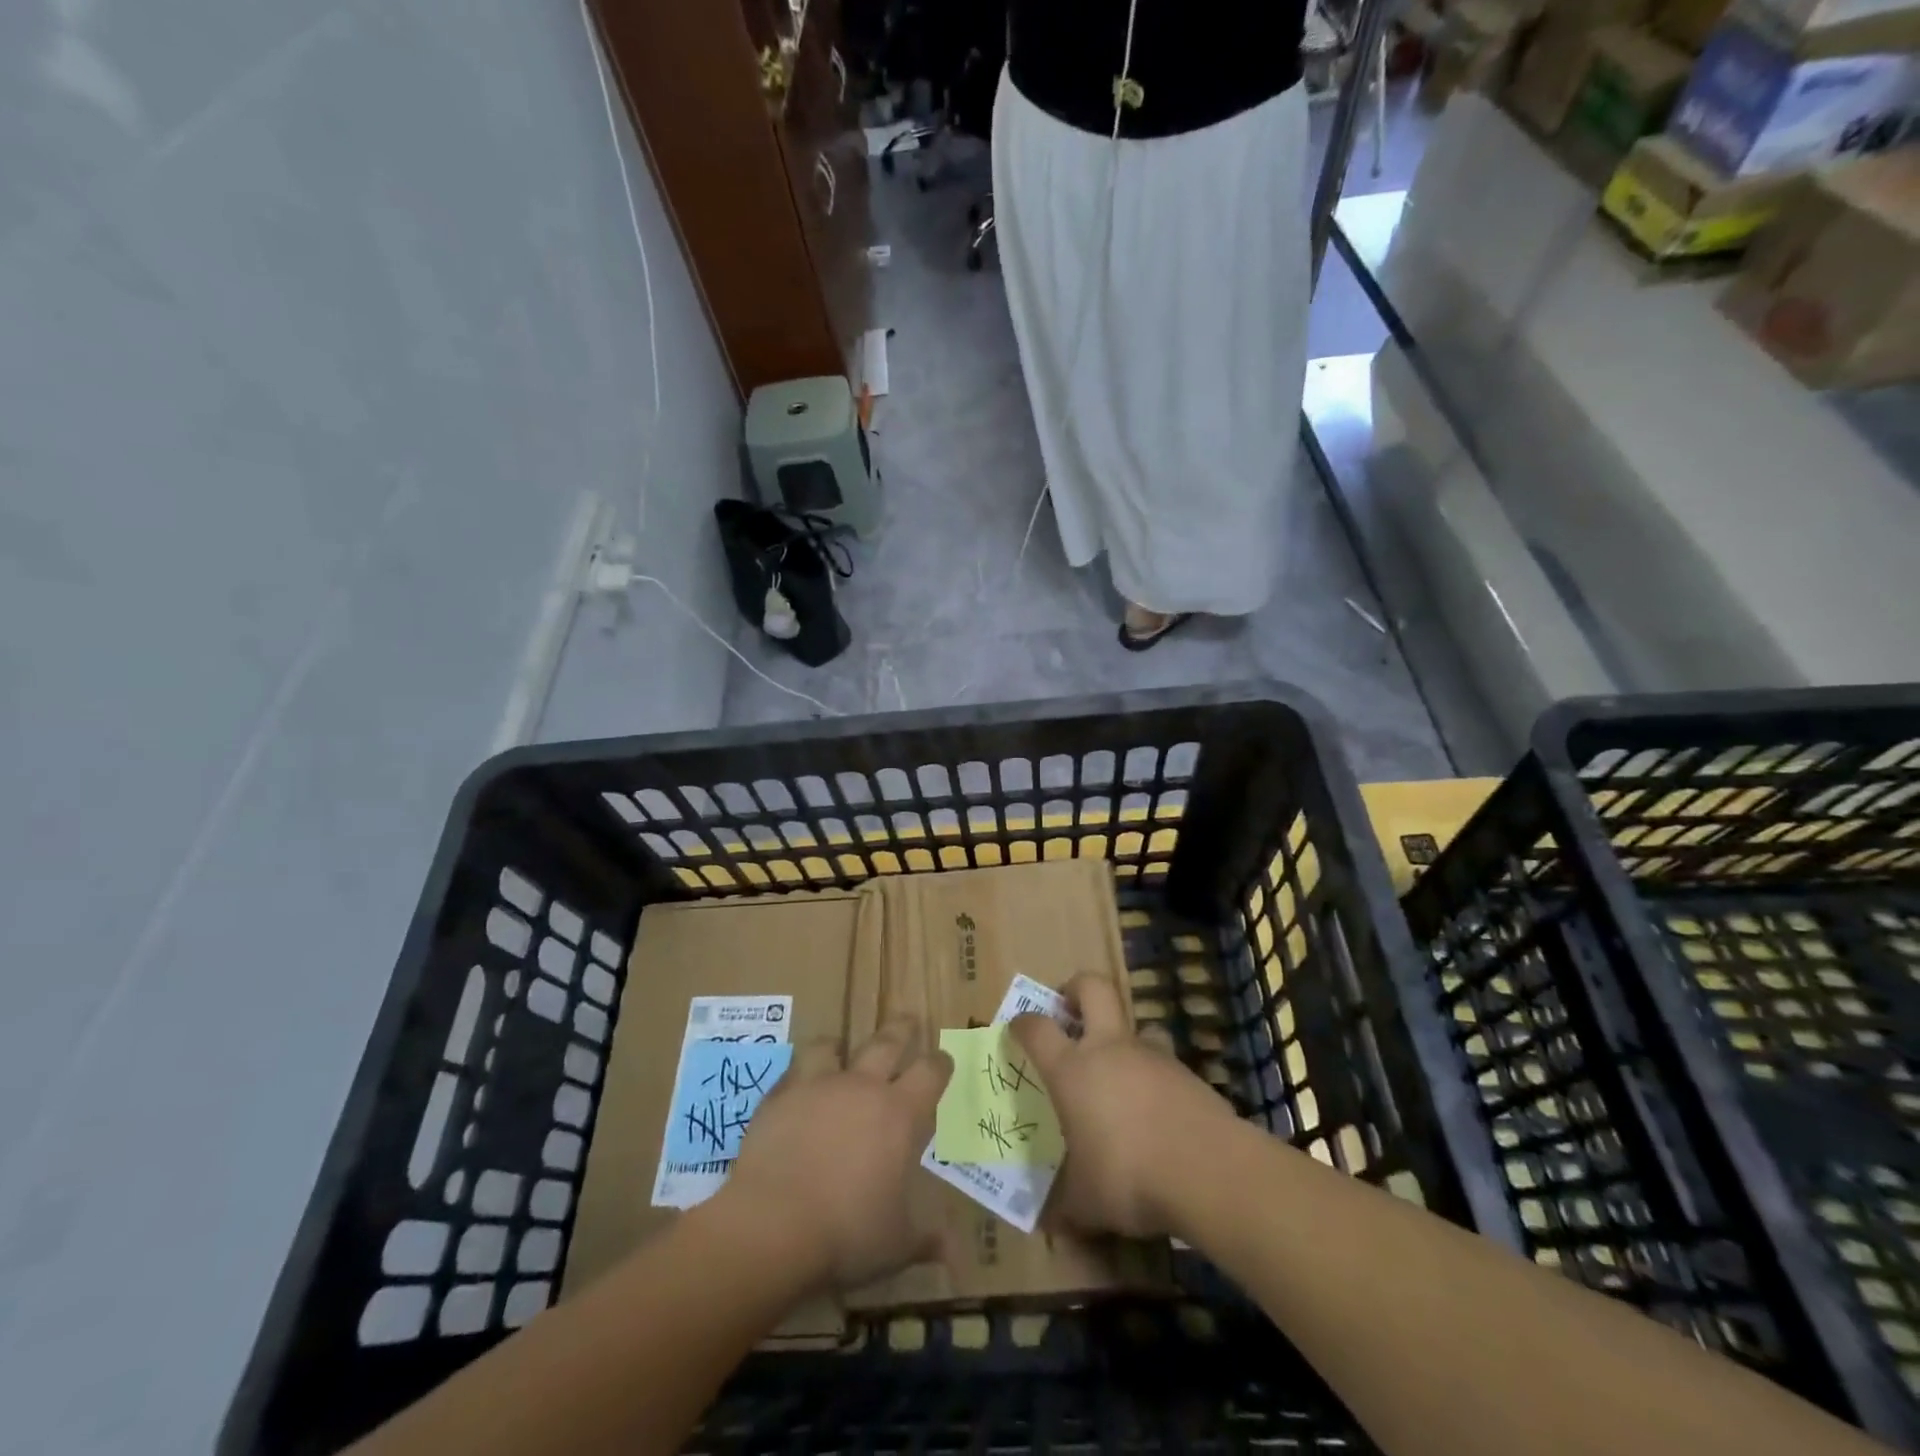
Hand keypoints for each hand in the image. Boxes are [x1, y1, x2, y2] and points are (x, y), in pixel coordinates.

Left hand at [720, 1016, 951, 1289]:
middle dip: (902, 1029)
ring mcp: (818, 1086)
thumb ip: (926, 1239)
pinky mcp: (779, 1097)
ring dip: (839, 1046)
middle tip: (908, 1021)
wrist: (772, 1225)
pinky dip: (799, 1076)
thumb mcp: (897, 1244)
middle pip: (887, 1041)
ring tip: (838, 1048)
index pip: (930, 1072)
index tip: (943, 1061)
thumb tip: (953, 1252)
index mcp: (900, 1114)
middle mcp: (862, 1088)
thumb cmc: (847, 1233)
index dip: (940, 1063)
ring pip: (832, 1046)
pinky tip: (796, 1088)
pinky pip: (793, 1073)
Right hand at [1010, 974, 1233, 1238]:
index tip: (1017, 1028)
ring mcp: (1153, 1055)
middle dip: (1076, 988)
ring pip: (1135, 1024)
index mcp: (1072, 1070)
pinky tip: (1156, 1111)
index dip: (1023, 1023)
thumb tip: (1049, 1221)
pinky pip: (1163, 1062)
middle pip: (1093, 988)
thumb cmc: (1128, 1176)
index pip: (1037, 1028)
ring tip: (1120, 1072)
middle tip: (1069, 1007)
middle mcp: (1109, 1048)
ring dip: (1123, 1037)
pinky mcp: (1188, 1072)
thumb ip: (1065, 1203)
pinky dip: (1154, 1076)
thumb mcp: (1086, 1201)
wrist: (1208, 1170)